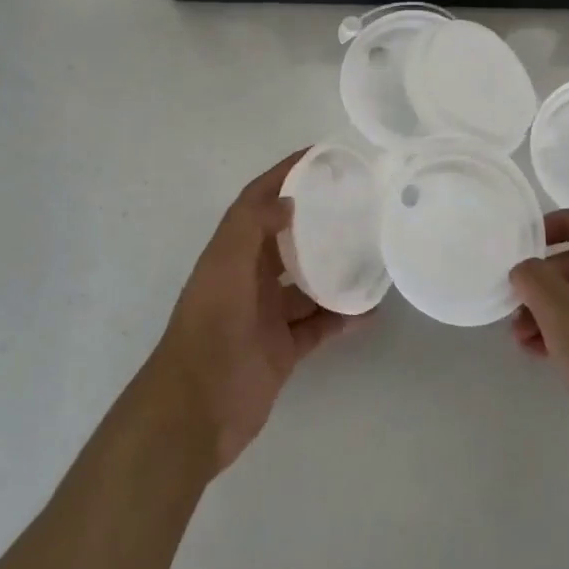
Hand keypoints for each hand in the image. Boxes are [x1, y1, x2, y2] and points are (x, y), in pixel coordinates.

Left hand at [148, 151, 363, 475]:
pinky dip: (342, 318)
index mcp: (231, 253)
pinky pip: (319, 326)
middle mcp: (248, 278)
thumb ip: (251, 227)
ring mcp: (266, 315)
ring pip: (307, 284)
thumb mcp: (225, 267)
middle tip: (358, 205)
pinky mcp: (282, 349)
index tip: (320, 156)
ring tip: (372, 255)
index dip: (284, 175)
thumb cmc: (210, 329)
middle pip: (287, 239)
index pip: (258, 201)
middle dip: (317, 220)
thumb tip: (289, 200)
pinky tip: (370, 310)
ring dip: (335, 271)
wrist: (196, 411)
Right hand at [510, 208, 568, 472]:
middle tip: (516, 306)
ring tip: (521, 338)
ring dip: (548, 312)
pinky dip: (565, 333)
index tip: (532, 241)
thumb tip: (526, 270)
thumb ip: (533, 277)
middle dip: (544, 282)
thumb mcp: (558, 308)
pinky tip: (538, 354)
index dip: (563, 222)